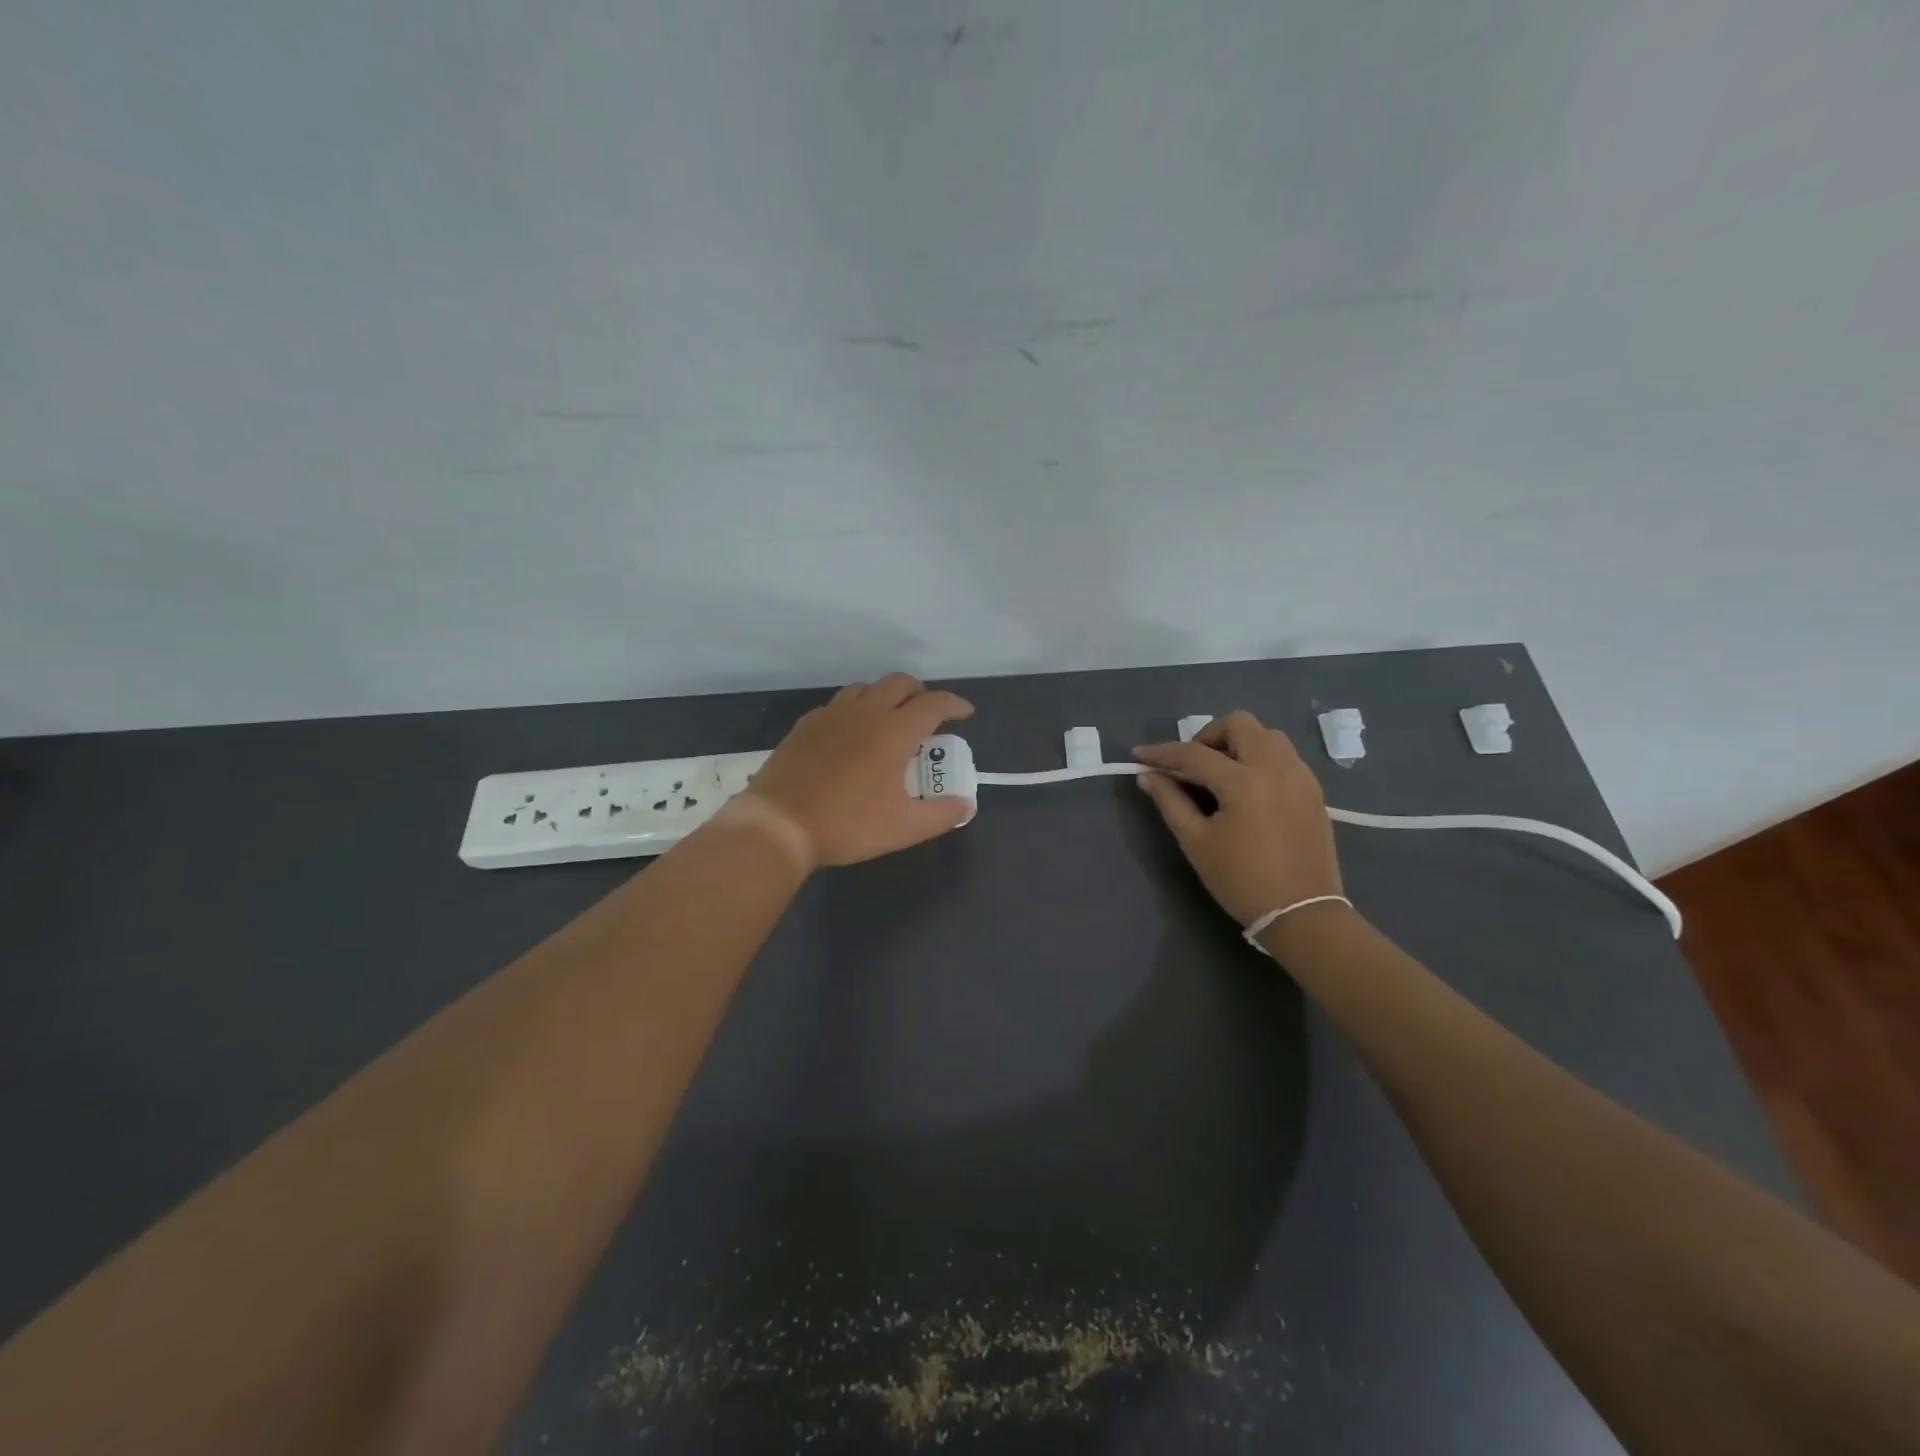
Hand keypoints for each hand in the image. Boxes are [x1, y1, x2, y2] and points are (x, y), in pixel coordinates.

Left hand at [745, 673, 975, 868]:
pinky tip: (851, 734)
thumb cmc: (848, 824)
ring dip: (886, 696)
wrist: (779, 824)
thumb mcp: (904, 828)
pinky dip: (856, 709)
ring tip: (891, 719)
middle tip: (929, 714)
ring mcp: (832, 714)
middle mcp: (866, 712)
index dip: (955, 704)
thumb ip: (942, 814)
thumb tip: (965, 804)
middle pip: (900, 683)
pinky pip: (838, 704)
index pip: (934, 703)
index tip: (965, 713)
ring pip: (866, 688)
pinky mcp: (806, 725)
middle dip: (921, 692)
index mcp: (894, 730)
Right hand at [1133, 710, 1342, 927]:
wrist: (1302, 913)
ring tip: (1221, 774)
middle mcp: (1275, 767)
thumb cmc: (1241, 880)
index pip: (1194, 753)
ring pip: (1266, 735)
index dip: (1162, 752)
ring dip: (1238, 743)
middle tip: (1192, 765)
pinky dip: (1260, 758)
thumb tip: (1147, 776)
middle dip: (1208, 736)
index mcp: (1243, 781)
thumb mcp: (1196, 842)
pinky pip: (1284, 755)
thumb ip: (1170, 801)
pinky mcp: (1313, 790)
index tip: (1139, 755)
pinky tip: (1248, 788)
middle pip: (1239, 723)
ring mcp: (1300, 776)